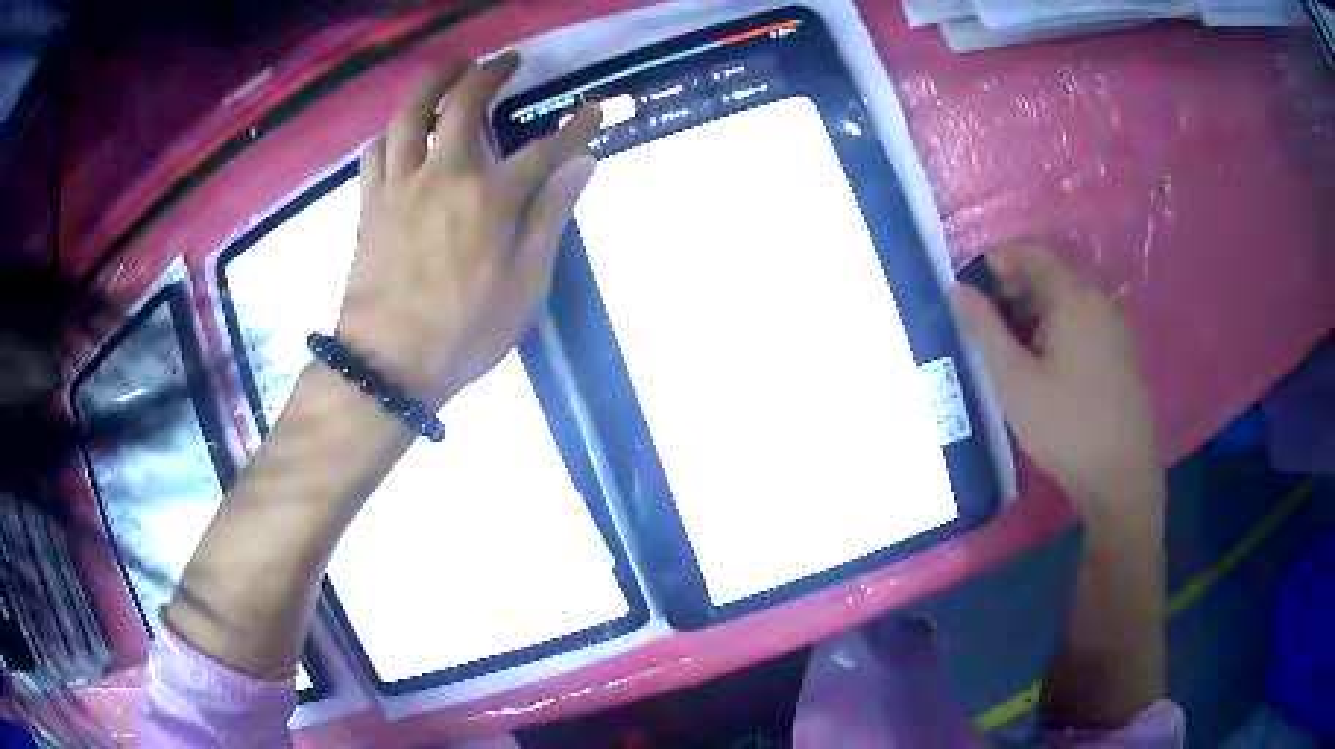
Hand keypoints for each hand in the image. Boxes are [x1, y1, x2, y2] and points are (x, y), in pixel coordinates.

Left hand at [337, 53, 600, 407]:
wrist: (388, 364)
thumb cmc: (464, 332)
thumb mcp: (526, 286)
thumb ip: (551, 218)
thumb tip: (584, 167)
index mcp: (490, 198)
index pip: (544, 149)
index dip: (575, 128)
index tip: (595, 110)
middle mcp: (444, 175)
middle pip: (466, 105)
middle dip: (492, 73)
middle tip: (507, 60)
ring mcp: (400, 186)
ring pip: (412, 114)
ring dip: (434, 82)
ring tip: (452, 67)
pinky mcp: (370, 203)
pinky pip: (376, 151)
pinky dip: (392, 130)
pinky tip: (402, 128)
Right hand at [949, 244, 1159, 504]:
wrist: (1121, 475)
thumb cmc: (1064, 426)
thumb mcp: (1014, 380)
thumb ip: (984, 329)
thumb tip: (956, 289)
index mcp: (1073, 298)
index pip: (1031, 253)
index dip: (998, 261)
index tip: (971, 289)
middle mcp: (1099, 301)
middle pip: (1052, 275)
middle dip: (1015, 289)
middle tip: (987, 324)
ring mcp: (1116, 328)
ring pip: (1069, 301)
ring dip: (1036, 311)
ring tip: (1013, 351)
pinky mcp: (1123, 354)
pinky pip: (1085, 323)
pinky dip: (1059, 329)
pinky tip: (1047, 368)